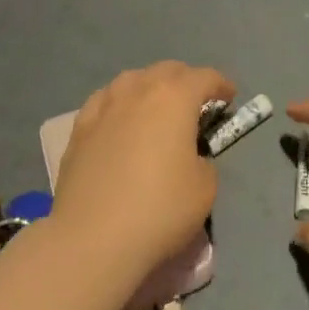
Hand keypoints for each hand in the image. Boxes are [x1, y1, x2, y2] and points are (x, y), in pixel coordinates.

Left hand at [51, 62, 233, 285]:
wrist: (92, 238)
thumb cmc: (159, 209)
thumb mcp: (205, 188)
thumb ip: (202, 161)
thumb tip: (188, 157)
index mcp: (175, 96)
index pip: (205, 77)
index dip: (221, 84)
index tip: (229, 97)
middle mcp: (139, 90)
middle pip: (167, 71)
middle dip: (185, 81)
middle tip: (195, 103)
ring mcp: (104, 106)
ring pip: (132, 80)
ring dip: (150, 87)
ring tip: (155, 108)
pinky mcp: (79, 129)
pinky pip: (105, 102)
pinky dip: (119, 104)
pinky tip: (118, 120)